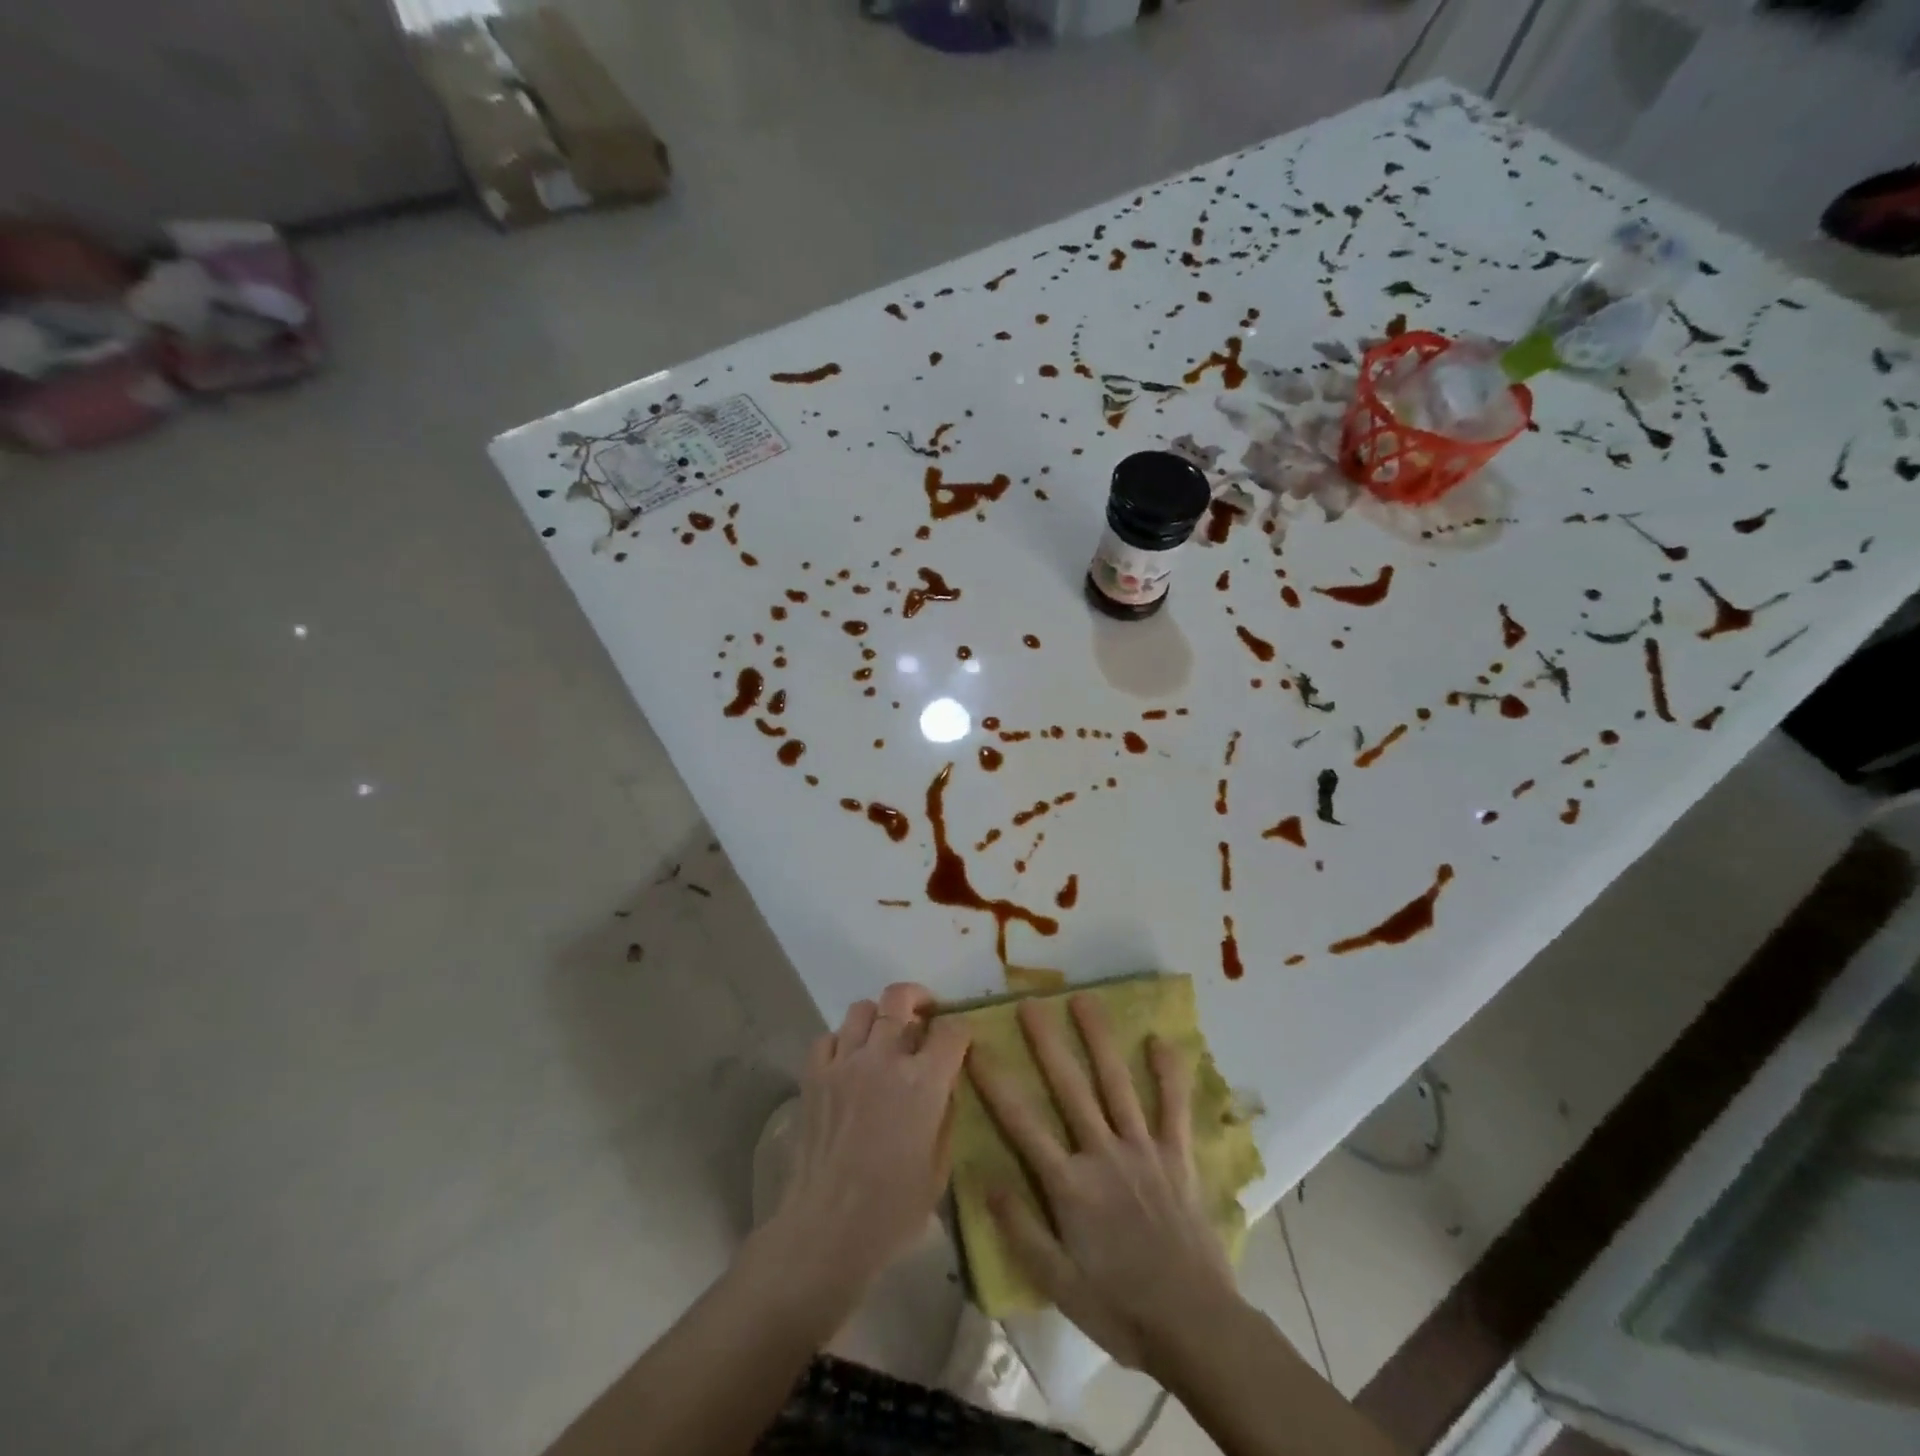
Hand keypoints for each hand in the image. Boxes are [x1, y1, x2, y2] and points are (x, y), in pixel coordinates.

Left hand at [758, 982, 970, 1316]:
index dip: (960, 1031)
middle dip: (918, 999)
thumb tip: (944, 1086)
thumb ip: (945, 1115)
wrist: (826, 1230)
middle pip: (900, 997)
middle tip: (924, 1015)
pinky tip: (849, 1062)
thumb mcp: (939, 1167)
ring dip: (878, 1017)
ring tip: (884, 1038)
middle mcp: (884, 1058)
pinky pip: (828, 1037)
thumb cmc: (892, 1210)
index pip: (951, 1030)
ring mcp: (844, 1063)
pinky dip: (842, 1042)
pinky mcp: (814, 1075)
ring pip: (862, 1008)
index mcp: (923, 1082)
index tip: (960, 1042)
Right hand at [966, 993, 1240, 1372]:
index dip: (995, 1082)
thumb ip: (1021, 1229)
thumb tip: (985, 1179)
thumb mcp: (1058, 1284)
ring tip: (1084, 1000)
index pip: (1022, 1123)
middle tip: (1030, 1003)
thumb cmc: (1120, 1308)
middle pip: (1069, 1088)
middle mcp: (1103, 1154)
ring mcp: (1143, 1150)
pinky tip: (1161, 1040)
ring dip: (1099, 1039)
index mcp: (1069, 1185)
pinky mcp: (1177, 1157)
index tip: (974, 1046)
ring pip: (1116, 1083)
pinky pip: (1173, 1108)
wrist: (1195, 1327)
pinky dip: (1168, 1074)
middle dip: (1046, 1043)